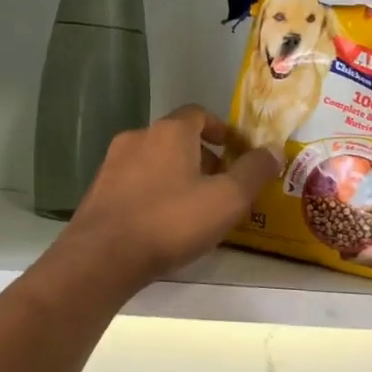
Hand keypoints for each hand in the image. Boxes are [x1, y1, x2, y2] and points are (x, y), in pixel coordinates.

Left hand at [62, 106, 279, 290]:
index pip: (199, 114)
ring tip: (195, 207)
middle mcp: (138, 138)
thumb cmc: (172, 221)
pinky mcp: (98, 192)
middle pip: (176, 138)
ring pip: (154, 161)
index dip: (221, 129)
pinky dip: (154, 192)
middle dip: (202, 156)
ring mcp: (112, 165)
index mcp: (170, 132)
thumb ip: (254, 171)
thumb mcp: (228, 199)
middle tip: (222, 184)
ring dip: (177, 175)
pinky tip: (163, 222)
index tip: (236, 151)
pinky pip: (135, 183)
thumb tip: (273, 150)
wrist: (103, 257)